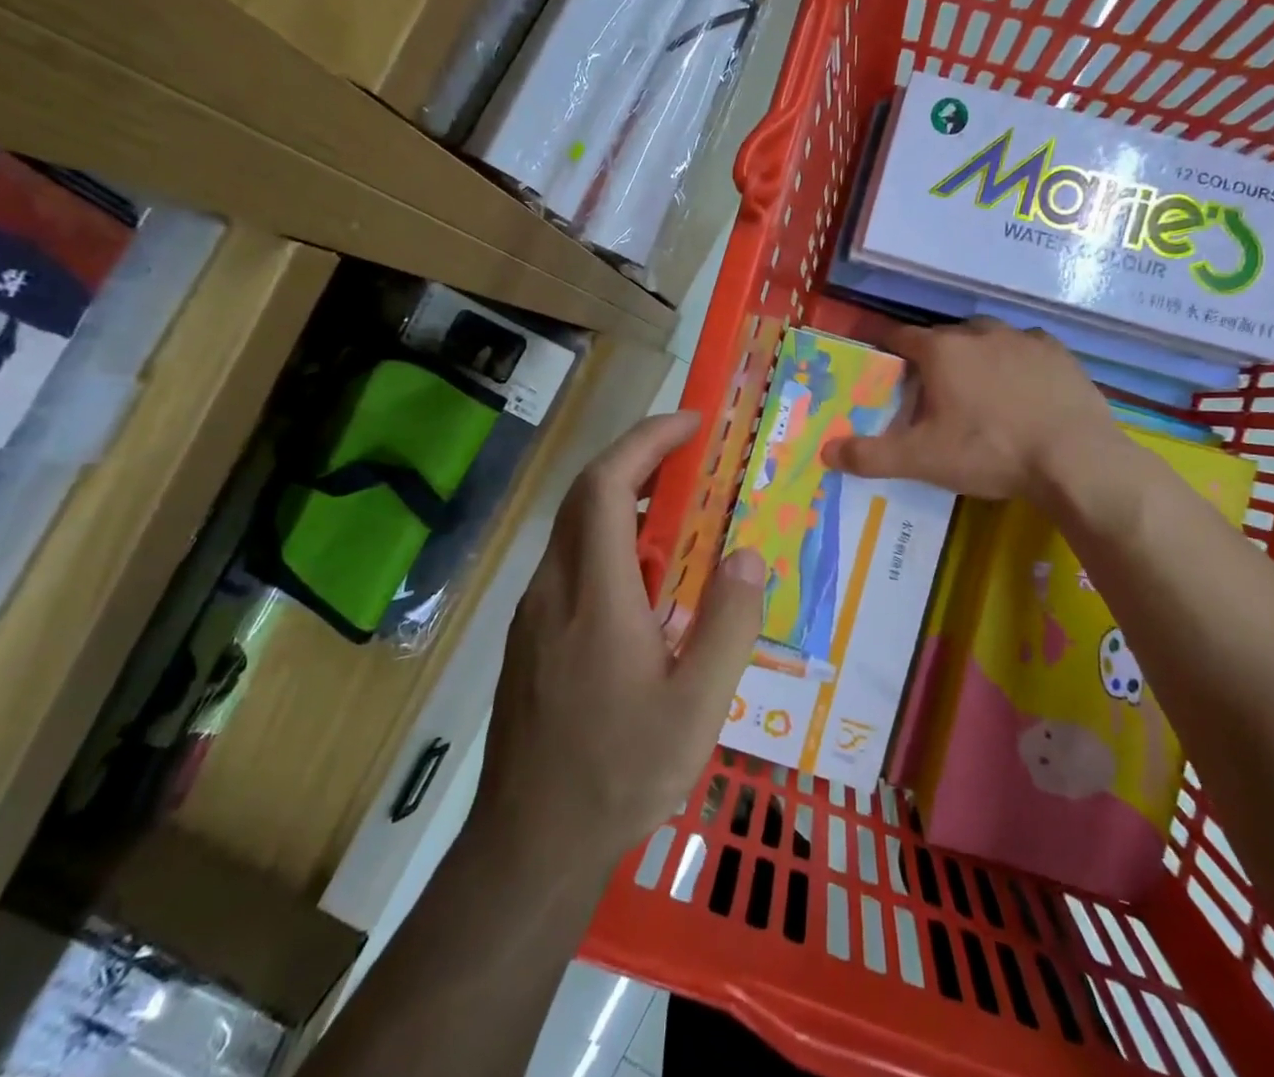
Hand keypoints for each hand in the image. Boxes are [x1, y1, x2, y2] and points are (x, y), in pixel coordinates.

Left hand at [476, 411, 765, 867]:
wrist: (528, 847)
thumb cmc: (618, 775)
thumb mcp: (695, 710)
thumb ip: (727, 627)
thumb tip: (745, 556)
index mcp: (595, 595)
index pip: (606, 487)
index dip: (645, 442)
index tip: (691, 425)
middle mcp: (554, 589)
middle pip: (586, 496)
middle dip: (637, 459)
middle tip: (692, 457)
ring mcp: (534, 613)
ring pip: (575, 529)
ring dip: (623, 501)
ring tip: (679, 513)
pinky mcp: (529, 637)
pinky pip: (570, 564)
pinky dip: (609, 542)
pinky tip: (645, 583)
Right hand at [822, 318, 1125, 503]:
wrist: (1075, 459)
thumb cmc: (989, 451)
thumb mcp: (922, 460)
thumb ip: (870, 455)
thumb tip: (825, 450)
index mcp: (941, 351)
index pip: (899, 336)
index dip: (884, 345)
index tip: (879, 359)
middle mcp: (979, 332)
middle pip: (943, 336)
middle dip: (932, 355)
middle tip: (930, 388)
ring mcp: (1022, 338)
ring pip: (986, 338)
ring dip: (974, 354)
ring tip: (976, 387)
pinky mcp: (1058, 352)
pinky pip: (1024, 348)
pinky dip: (1014, 361)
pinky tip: (1020, 387)